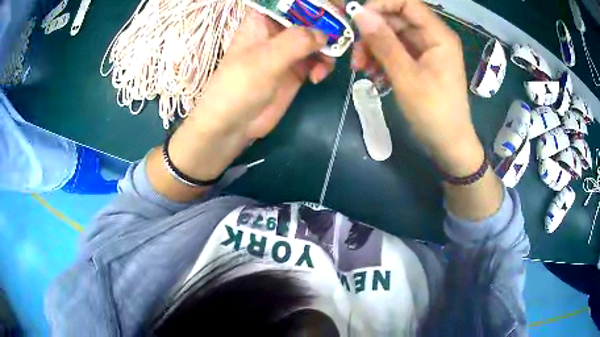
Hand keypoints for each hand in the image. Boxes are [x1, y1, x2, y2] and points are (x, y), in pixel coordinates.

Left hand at [189, 10, 333, 140]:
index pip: (289, 2)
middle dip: (327, 25)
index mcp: (262, 20)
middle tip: (343, 36)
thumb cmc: (239, 86)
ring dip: (328, 48)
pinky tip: (319, 77)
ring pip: (318, 38)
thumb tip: (324, 33)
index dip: (313, 3)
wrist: (232, 125)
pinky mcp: (296, 70)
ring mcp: (288, 51)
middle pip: (309, 18)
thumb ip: (296, 41)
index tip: (334, 6)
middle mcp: (277, 31)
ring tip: (325, 64)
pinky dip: (324, 65)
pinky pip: (318, 59)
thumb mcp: (265, 59)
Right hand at [351, 0, 482, 175]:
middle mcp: (432, 37)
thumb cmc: (433, 111)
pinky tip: (372, 74)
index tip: (358, 19)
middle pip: (396, 19)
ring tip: (360, 68)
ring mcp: (425, 50)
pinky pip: (395, 51)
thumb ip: (383, 42)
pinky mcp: (419, 62)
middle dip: (372, 32)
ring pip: (392, 35)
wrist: (448, 143)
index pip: (407, 3)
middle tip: (355, 54)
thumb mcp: (406, 76)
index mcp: (438, 35)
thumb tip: (359, 13)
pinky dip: (381, 59)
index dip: (380, 5)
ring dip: (373, 48)